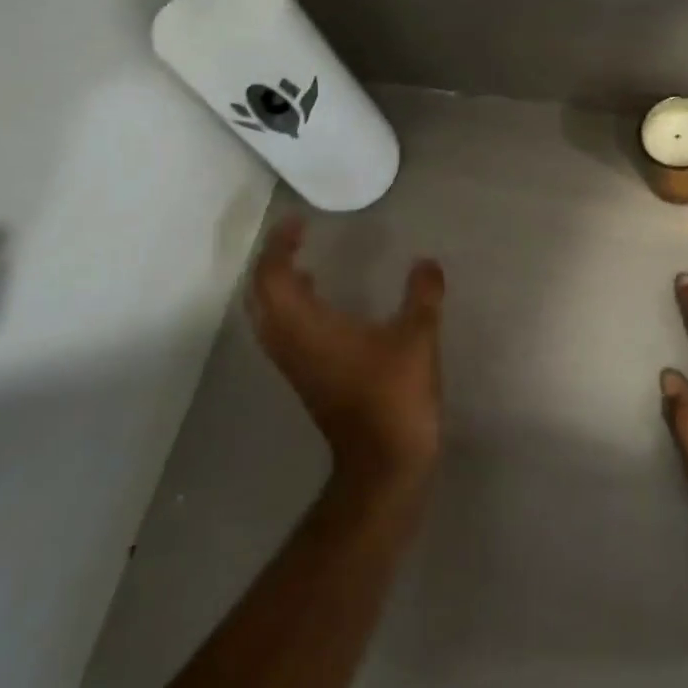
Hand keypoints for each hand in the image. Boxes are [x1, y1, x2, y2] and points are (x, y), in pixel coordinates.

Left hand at [247, 215, 445, 492]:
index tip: (298, 223)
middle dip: (272, 262)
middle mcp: (290, 343)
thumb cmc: (395, 397)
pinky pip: (283, 332)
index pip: (273, 277)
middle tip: (295, 239)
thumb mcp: (417, 338)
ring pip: (267, 316)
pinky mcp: (306, 379)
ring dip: (278, 286)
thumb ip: (422, 295)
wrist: (384, 463)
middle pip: (260, 295)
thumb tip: (426, 262)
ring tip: (304, 264)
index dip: (279, 246)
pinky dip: (291, 308)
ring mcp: (295, 365)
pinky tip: (321, 302)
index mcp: (308, 327)